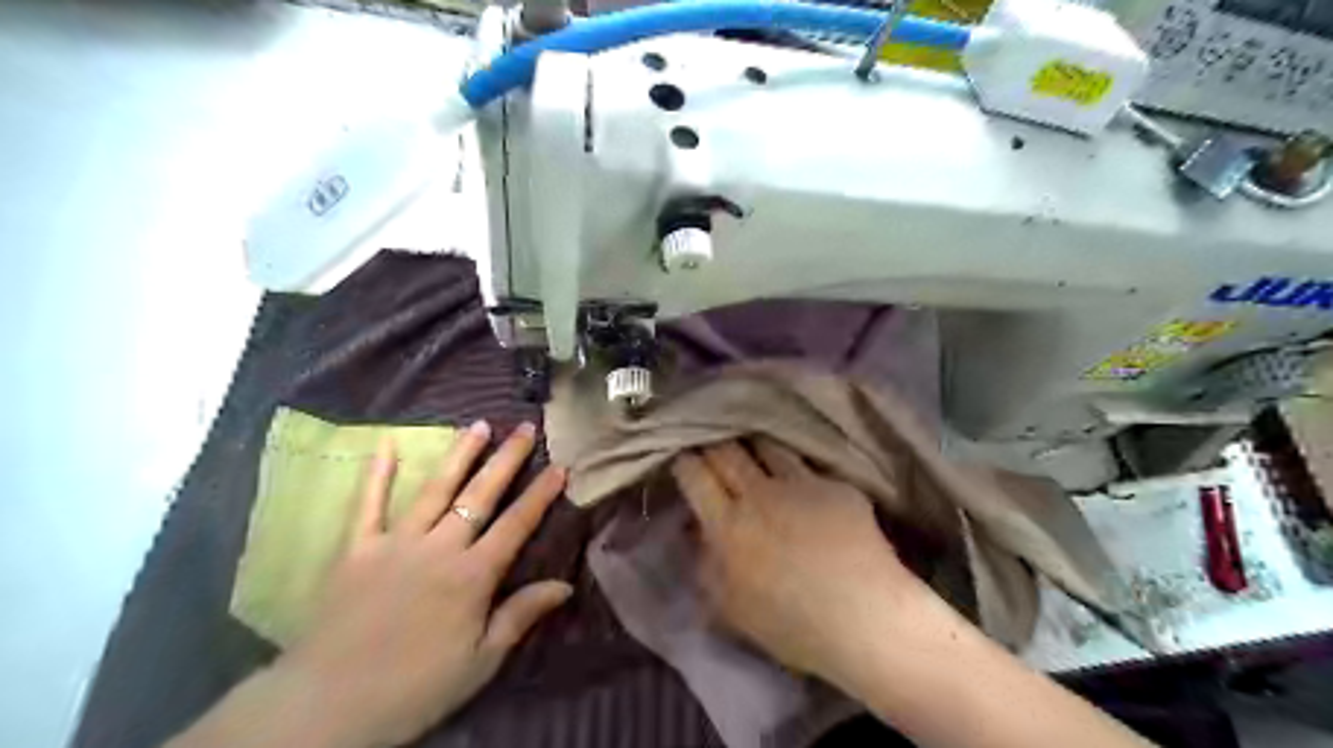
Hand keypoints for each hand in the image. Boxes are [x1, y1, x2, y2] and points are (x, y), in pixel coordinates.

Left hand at [277, 424, 569, 744]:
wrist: (327, 706)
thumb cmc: (415, 688)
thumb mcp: (480, 661)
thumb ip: (520, 615)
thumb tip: (565, 585)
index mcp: (472, 575)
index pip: (517, 525)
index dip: (541, 495)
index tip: (560, 467)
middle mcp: (439, 548)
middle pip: (480, 495)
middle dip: (507, 460)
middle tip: (526, 428)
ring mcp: (395, 543)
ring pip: (435, 489)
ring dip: (460, 454)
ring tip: (479, 425)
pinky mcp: (356, 549)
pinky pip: (367, 504)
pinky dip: (377, 474)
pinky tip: (386, 444)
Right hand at [673, 439, 929, 689]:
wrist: (866, 619)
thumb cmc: (792, 626)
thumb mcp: (732, 609)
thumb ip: (707, 567)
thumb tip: (699, 533)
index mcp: (729, 525)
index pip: (695, 476)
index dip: (685, 463)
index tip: (684, 461)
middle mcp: (761, 494)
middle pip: (727, 451)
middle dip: (714, 444)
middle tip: (712, 447)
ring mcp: (802, 484)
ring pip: (768, 447)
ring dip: (754, 446)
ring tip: (752, 449)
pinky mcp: (836, 485)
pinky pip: (808, 467)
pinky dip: (796, 470)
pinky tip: (801, 481)